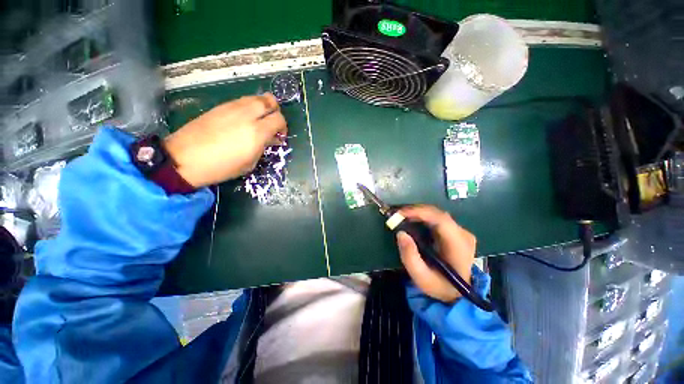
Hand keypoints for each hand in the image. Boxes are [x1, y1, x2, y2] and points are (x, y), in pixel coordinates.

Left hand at [163, 94, 286, 187]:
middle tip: (271, 123)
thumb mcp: (249, 163)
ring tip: (258, 120)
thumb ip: (263, 147)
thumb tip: (271, 139)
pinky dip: (248, 107)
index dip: (283, 127)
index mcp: (257, 132)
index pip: (279, 119)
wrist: (185, 158)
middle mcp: (247, 115)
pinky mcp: (220, 106)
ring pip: (255, 97)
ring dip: (262, 107)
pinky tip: (243, 119)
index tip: (279, 136)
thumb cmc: (221, 167)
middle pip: (269, 101)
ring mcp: (232, 108)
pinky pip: (241, 100)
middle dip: (275, 111)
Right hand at [396, 205, 475, 302]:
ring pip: (436, 214)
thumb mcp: (421, 277)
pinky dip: (421, 217)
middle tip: (396, 215)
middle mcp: (463, 234)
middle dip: (415, 211)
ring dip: (417, 213)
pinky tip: (411, 221)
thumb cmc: (439, 286)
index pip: (441, 220)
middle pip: (437, 214)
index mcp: (459, 246)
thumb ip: (410, 257)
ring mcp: (460, 232)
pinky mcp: (454, 232)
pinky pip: (436, 218)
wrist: (456, 293)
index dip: (419, 212)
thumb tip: (400, 233)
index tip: (400, 213)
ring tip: (400, 217)